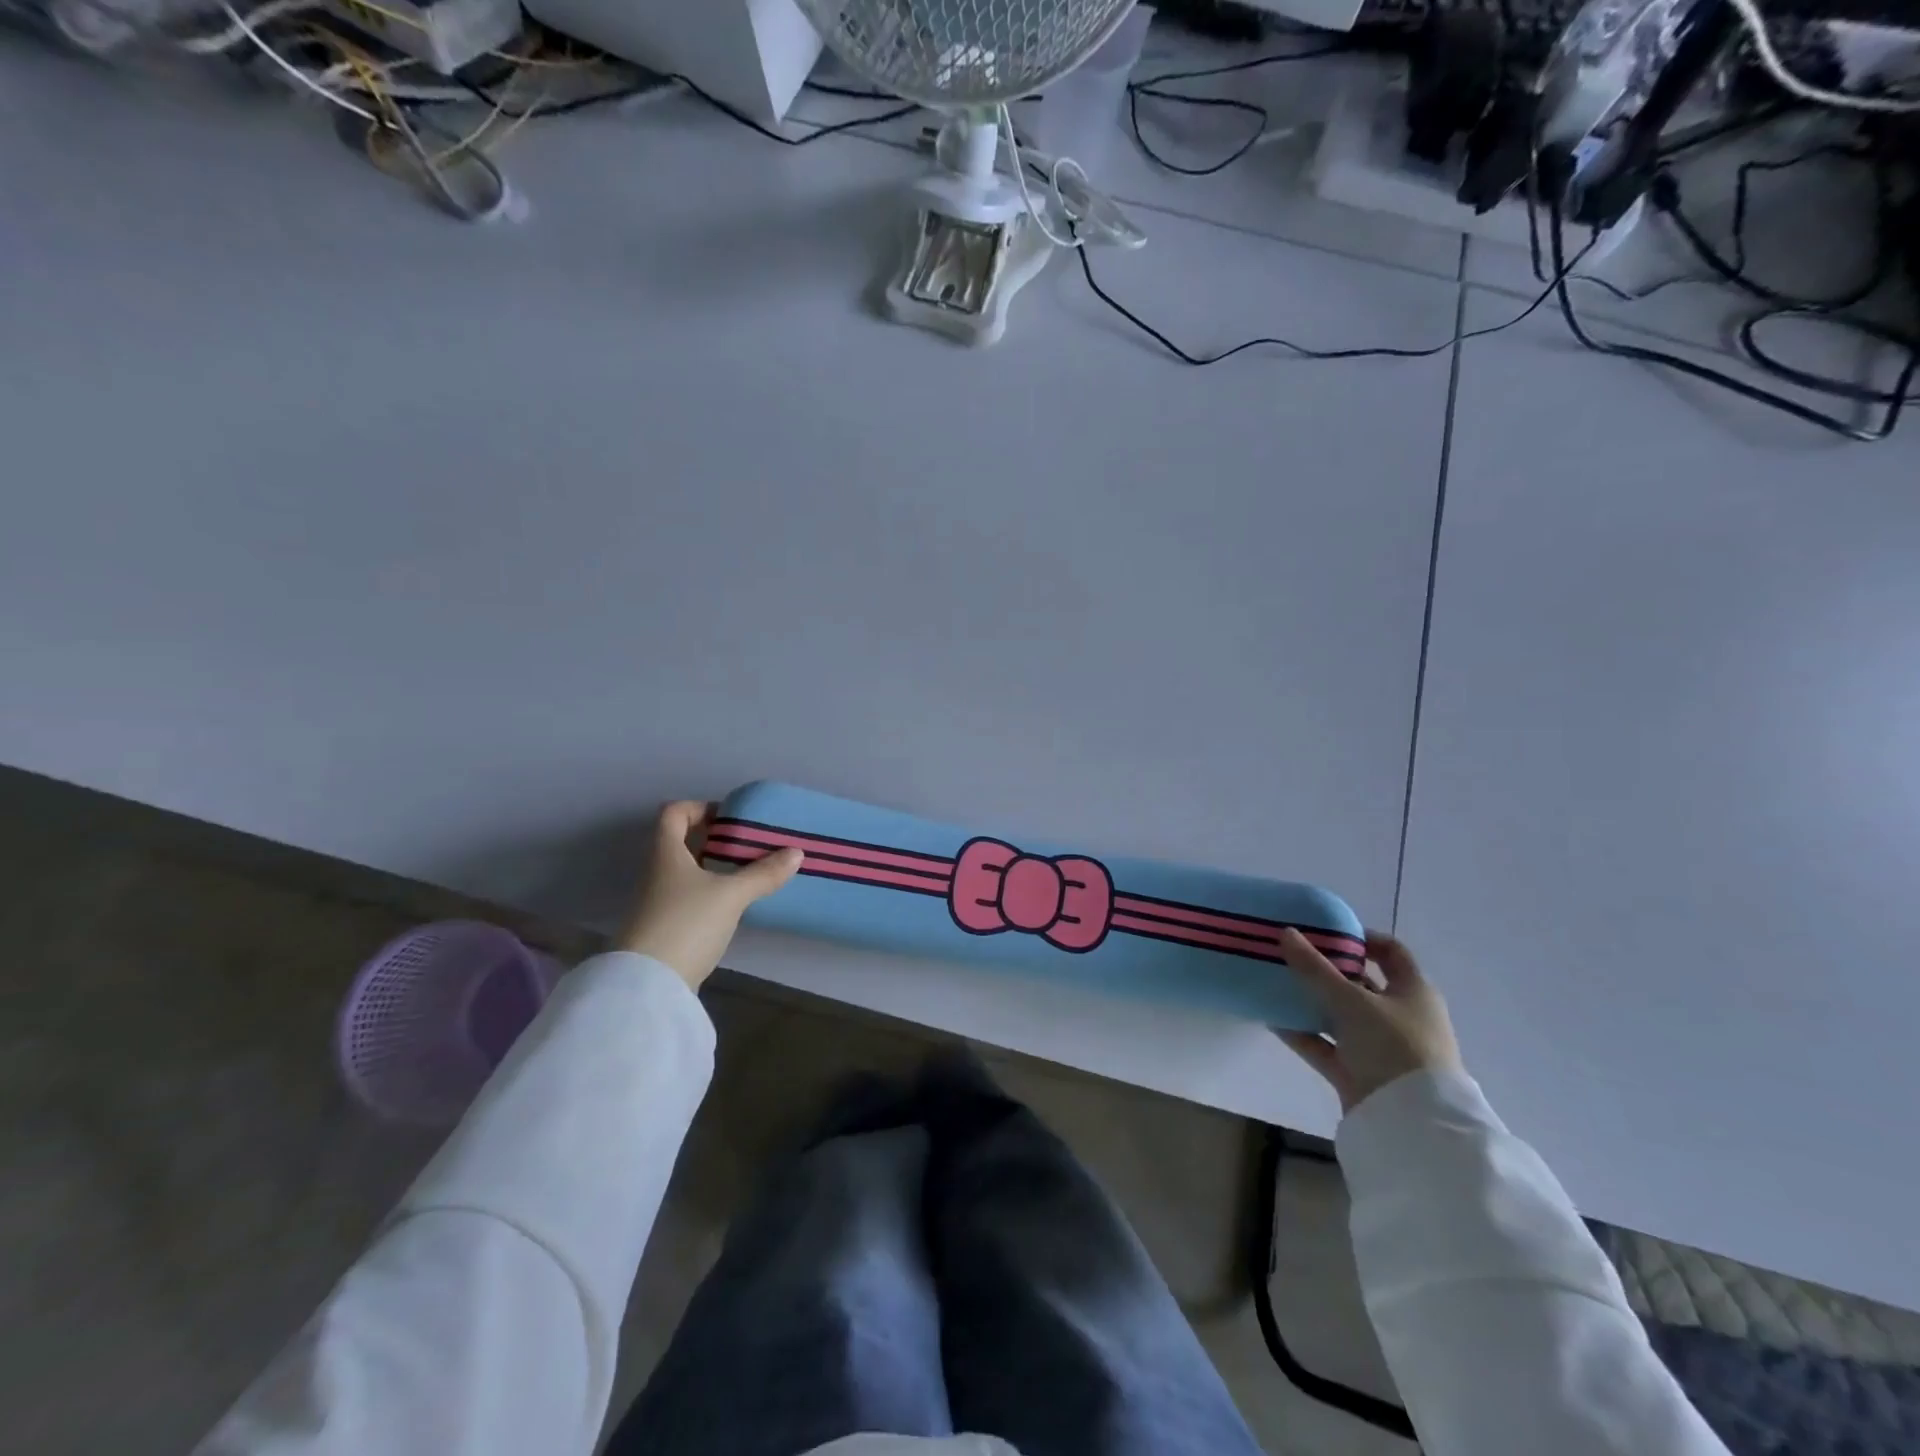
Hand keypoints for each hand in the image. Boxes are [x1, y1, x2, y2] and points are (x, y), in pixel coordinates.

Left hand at [617, 801, 802, 990]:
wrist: (648, 986)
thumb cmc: (686, 924)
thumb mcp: (731, 895)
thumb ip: (763, 874)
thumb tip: (796, 853)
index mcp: (666, 853)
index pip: (674, 813)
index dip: (700, 807)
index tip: (731, 818)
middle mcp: (657, 873)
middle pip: (681, 842)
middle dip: (714, 840)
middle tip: (749, 844)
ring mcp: (657, 903)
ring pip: (687, 872)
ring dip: (714, 868)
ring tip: (749, 873)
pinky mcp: (664, 929)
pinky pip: (689, 898)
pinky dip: (710, 894)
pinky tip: (734, 905)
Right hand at [1276, 929, 1462, 1113]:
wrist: (1411, 1123)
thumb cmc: (1393, 1046)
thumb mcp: (1351, 1000)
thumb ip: (1314, 968)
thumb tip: (1285, 932)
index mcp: (1413, 992)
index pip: (1390, 952)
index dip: (1360, 937)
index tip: (1324, 931)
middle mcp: (1400, 1016)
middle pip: (1360, 984)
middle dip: (1326, 970)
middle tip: (1291, 956)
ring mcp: (1381, 1047)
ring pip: (1340, 1016)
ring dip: (1311, 1002)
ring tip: (1275, 984)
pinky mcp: (1360, 1073)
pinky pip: (1327, 1046)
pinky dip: (1303, 1034)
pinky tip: (1272, 1020)